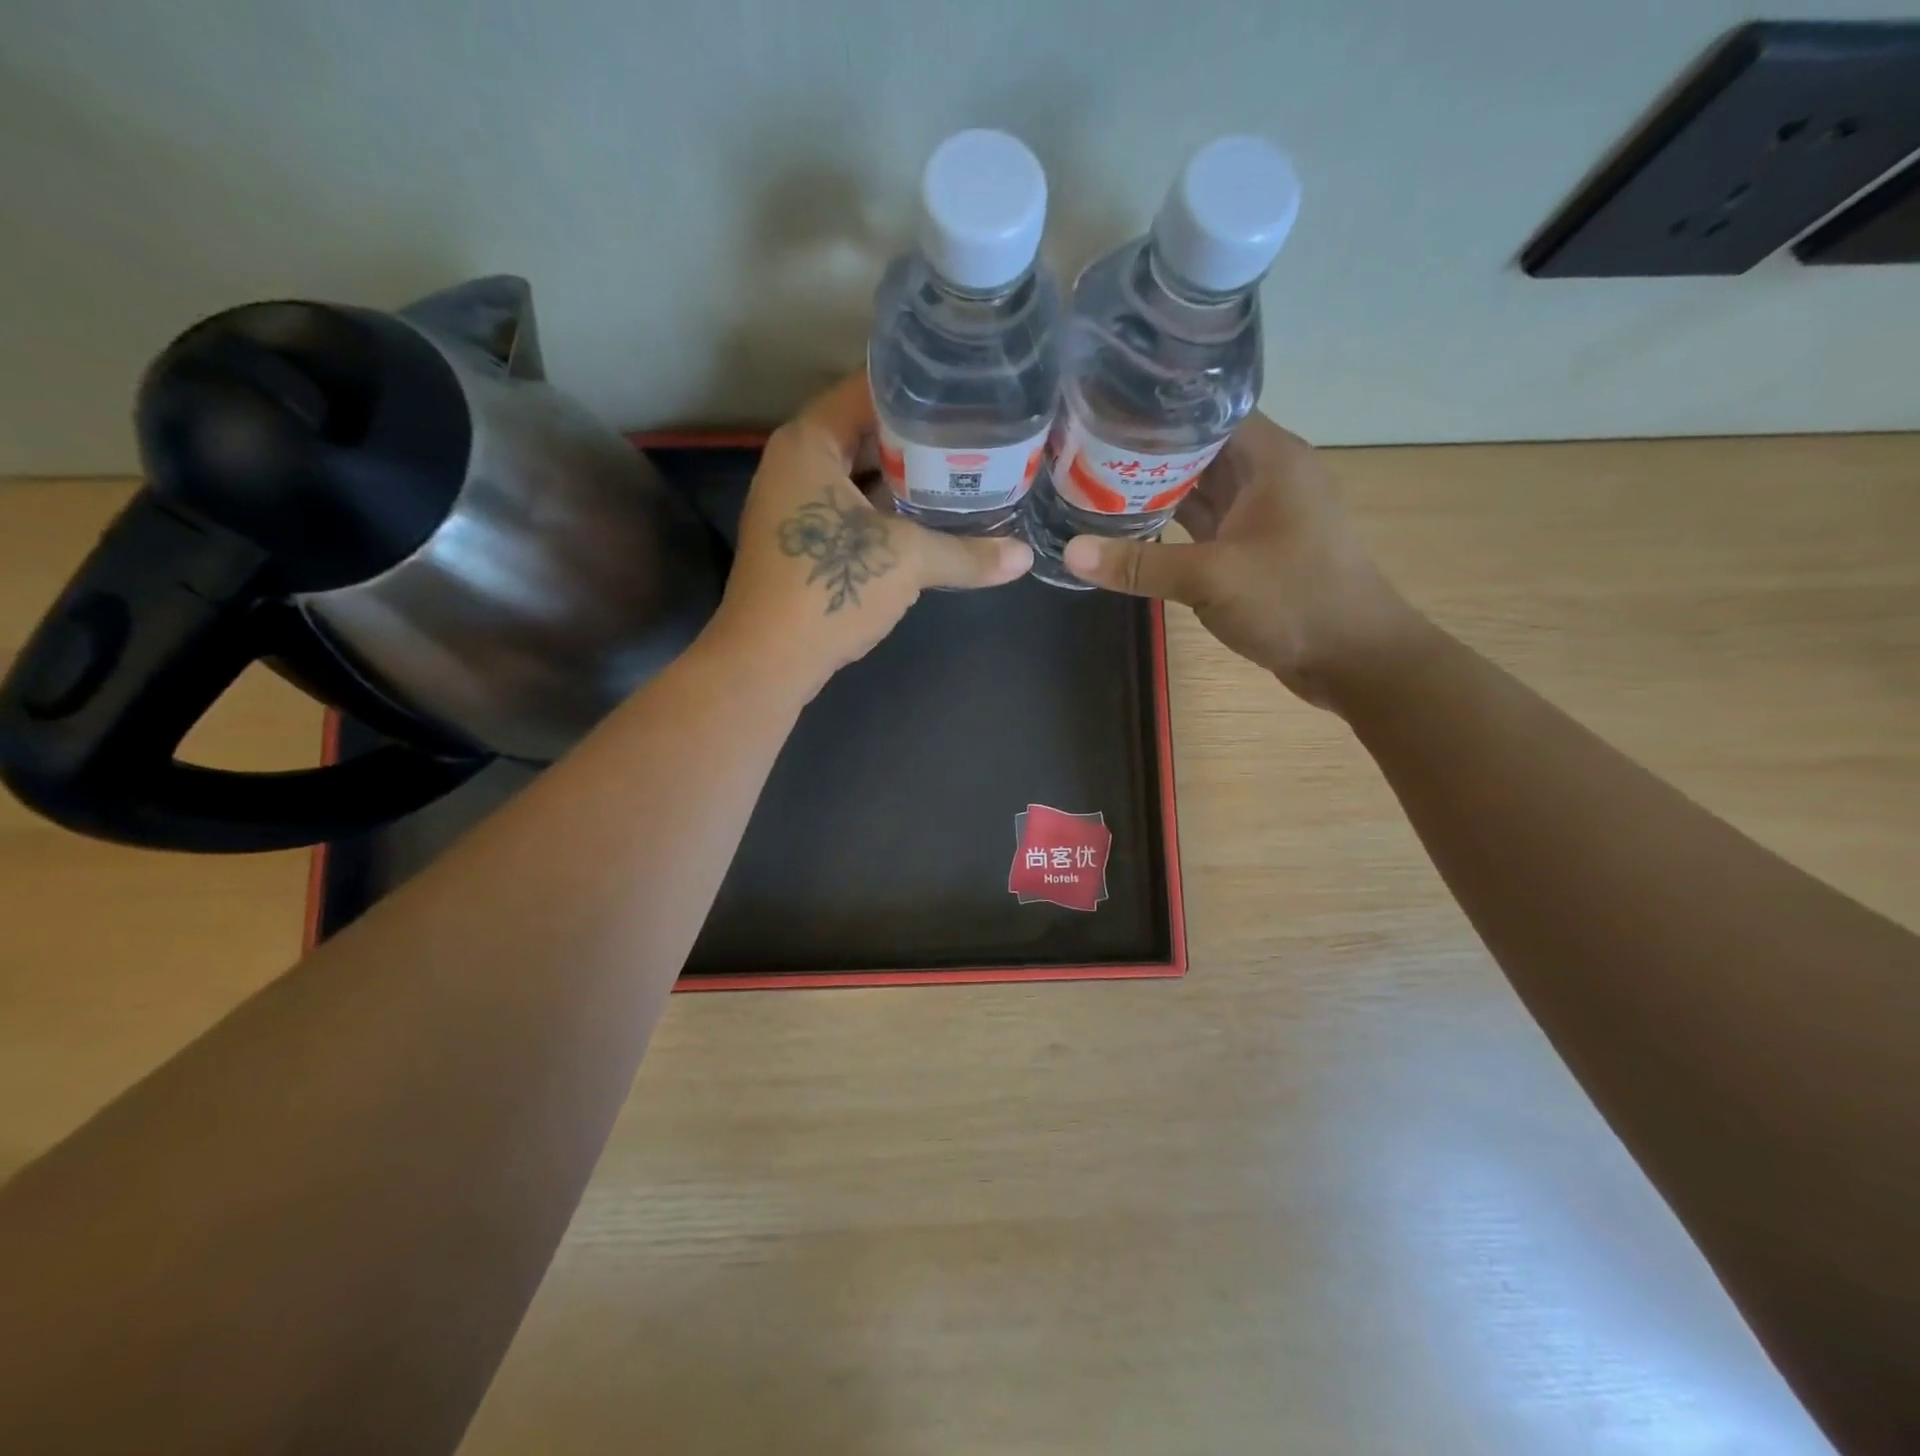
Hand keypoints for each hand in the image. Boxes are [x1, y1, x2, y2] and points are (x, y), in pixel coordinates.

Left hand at [707, 374, 1031, 697]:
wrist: (767, 661)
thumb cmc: (829, 588)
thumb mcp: (907, 561)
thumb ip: (967, 553)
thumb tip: (1024, 557)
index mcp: (810, 442)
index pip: (868, 388)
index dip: (920, 385)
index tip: (968, 388)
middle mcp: (796, 463)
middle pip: (866, 430)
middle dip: (919, 434)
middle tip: (976, 431)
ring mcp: (795, 505)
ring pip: (860, 474)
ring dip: (904, 476)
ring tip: (961, 469)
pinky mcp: (802, 543)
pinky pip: (852, 508)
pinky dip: (887, 509)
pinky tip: (928, 517)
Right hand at [1062, 413, 1425, 708]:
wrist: (1352, 657)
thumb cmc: (1293, 600)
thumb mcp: (1211, 578)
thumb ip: (1139, 563)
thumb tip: (1071, 552)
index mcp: (1271, 459)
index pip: (1209, 411)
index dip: (1159, 409)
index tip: (1105, 412)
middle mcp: (1268, 476)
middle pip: (1200, 449)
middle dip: (1148, 452)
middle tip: (1086, 450)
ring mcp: (1262, 515)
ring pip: (1202, 489)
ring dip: (1158, 490)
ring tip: (1097, 483)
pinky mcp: (1254, 549)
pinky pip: (1206, 524)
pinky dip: (1173, 524)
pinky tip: (1132, 526)